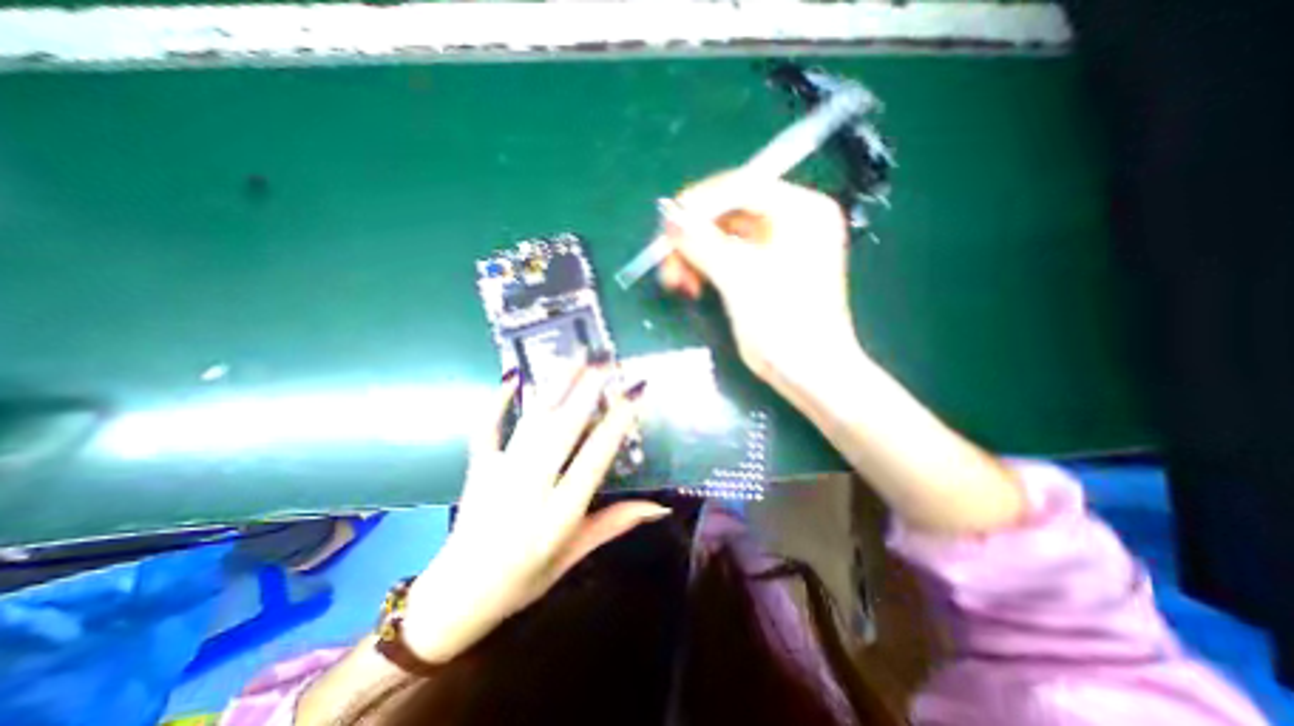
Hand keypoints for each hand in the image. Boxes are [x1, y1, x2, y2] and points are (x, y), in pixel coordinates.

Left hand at [402, 363, 665, 662]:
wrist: (455, 598)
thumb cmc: (524, 580)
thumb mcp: (575, 555)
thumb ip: (616, 523)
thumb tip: (661, 507)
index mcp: (559, 515)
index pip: (594, 459)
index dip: (617, 422)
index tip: (634, 392)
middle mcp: (530, 488)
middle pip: (563, 428)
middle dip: (588, 389)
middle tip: (607, 360)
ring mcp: (500, 474)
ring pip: (532, 421)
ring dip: (556, 385)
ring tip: (576, 357)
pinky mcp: (477, 468)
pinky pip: (487, 427)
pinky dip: (498, 400)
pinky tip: (512, 376)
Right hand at [658, 172, 857, 383]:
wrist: (811, 374)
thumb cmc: (783, 325)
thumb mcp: (739, 279)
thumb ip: (702, 242)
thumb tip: (668, 216)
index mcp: (801, 210)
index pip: (741, 186)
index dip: (699, 203)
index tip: (667, 226)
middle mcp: (793, 220)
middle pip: (729, 212)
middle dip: (694, 237)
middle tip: (668, 264)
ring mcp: (781, 245)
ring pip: (724, 236)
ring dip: (695, 256)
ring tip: (678, 283)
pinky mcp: (768, 268)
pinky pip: (730, 256)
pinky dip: (708, 268)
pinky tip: (693, 286)